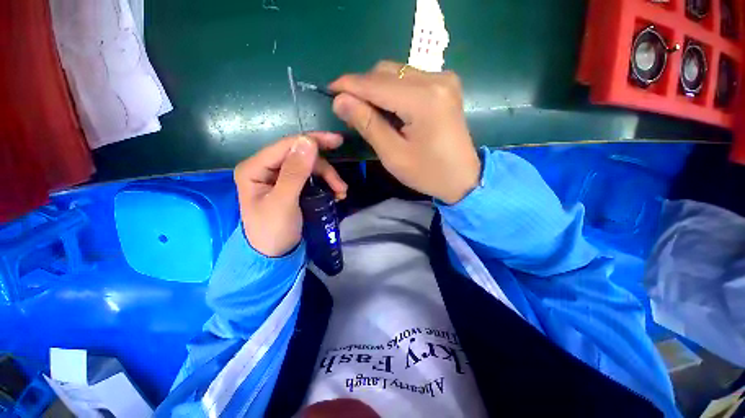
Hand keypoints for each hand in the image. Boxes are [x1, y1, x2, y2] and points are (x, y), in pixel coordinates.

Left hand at [234, 133, 346, 256]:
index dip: (313, 141)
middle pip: (301, 156)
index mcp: (255, 168)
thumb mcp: (284, 202)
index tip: (338, 141)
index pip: (286, 145)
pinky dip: (326, 183)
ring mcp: (279, 177)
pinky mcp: (290, 186)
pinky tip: (335, 194)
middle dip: (325, 169)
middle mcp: (266, 168)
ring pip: (309, 167)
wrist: (274, 255)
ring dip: (329, 178)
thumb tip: (308, 141)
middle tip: (341, 186)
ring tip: (341, 193)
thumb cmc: (273, 231)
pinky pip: (311, 177)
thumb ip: (295, 172)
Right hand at [329, 61, 479, 204]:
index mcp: (423, 100)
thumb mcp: (394, 155)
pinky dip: (393, 90)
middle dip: (362, 86)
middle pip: (386, 71)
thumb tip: (340, 100)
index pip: (375, 83)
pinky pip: (409, 78)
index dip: (348, 85)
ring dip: (377, 88)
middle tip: (348, 107)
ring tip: (367, 111)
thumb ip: (368, 124)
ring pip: (397, 72)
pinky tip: (389, 108)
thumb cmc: (428, 173)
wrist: (463, 178)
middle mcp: (436, 79)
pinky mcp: (445, 85)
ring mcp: (444, 79)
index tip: (328, 92)